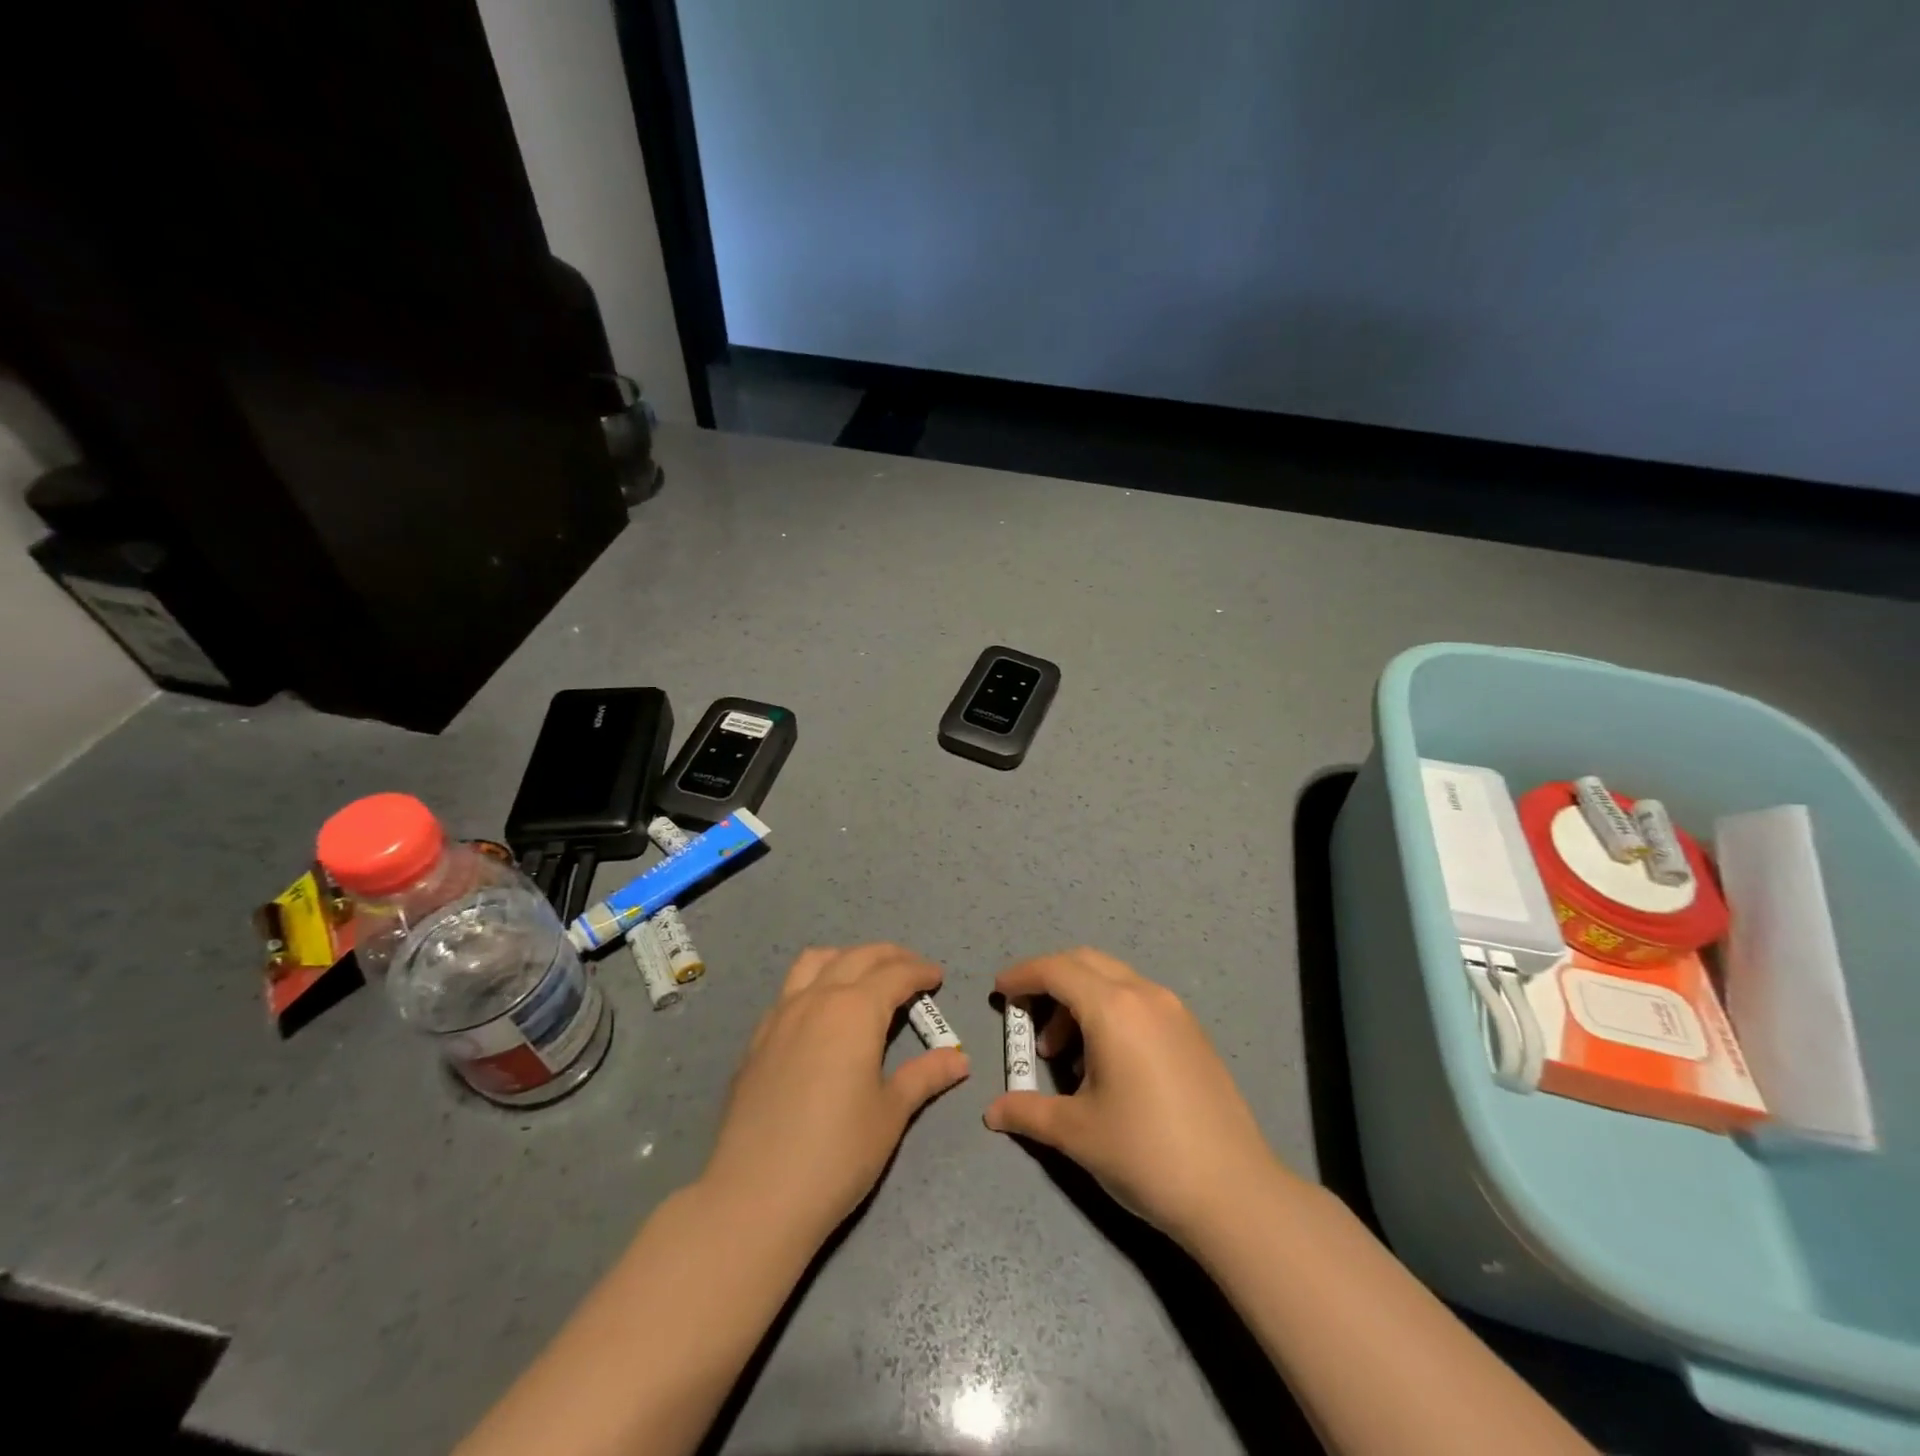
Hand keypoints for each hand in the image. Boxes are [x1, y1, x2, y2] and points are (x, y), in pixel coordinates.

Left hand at [700, 944, 969, 1245]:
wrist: (755, 1196)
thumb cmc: (836, 1154)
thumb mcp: (890, 1114)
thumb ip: (924, 1076)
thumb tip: (959, 1058)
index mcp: (855, 1010)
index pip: (895, 974)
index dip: (920, 972)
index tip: (938, 977)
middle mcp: (816, 999)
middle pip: (857, 957)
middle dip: (889, 956)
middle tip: (912, 970)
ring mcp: (780, 1016)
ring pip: (815, 962)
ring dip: (846, 958)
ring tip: (865, 977)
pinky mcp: (757, 1039)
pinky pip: (789, 990)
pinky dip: (815, 983)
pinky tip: (822, 1015)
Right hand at [984, 947, 1291, 1246]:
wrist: (1234, 1193)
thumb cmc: (1145, 1154)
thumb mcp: (1076, 1132)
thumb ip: (1028, 1112)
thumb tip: (992, 1113)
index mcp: (1114, 1009)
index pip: (1056, 970)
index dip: (1022, 976)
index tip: (999, 993)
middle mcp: (1145, 995)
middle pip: (1085, 963)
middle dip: (1049, 982)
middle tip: (1027, 1020)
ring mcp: (1174, 1011)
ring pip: (1114, 981)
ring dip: (1079, 1001)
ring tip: (1064, 1057)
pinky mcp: (1192, 1032)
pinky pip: (1139, 1001)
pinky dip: (1109, 1012)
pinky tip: (1104, 1063)